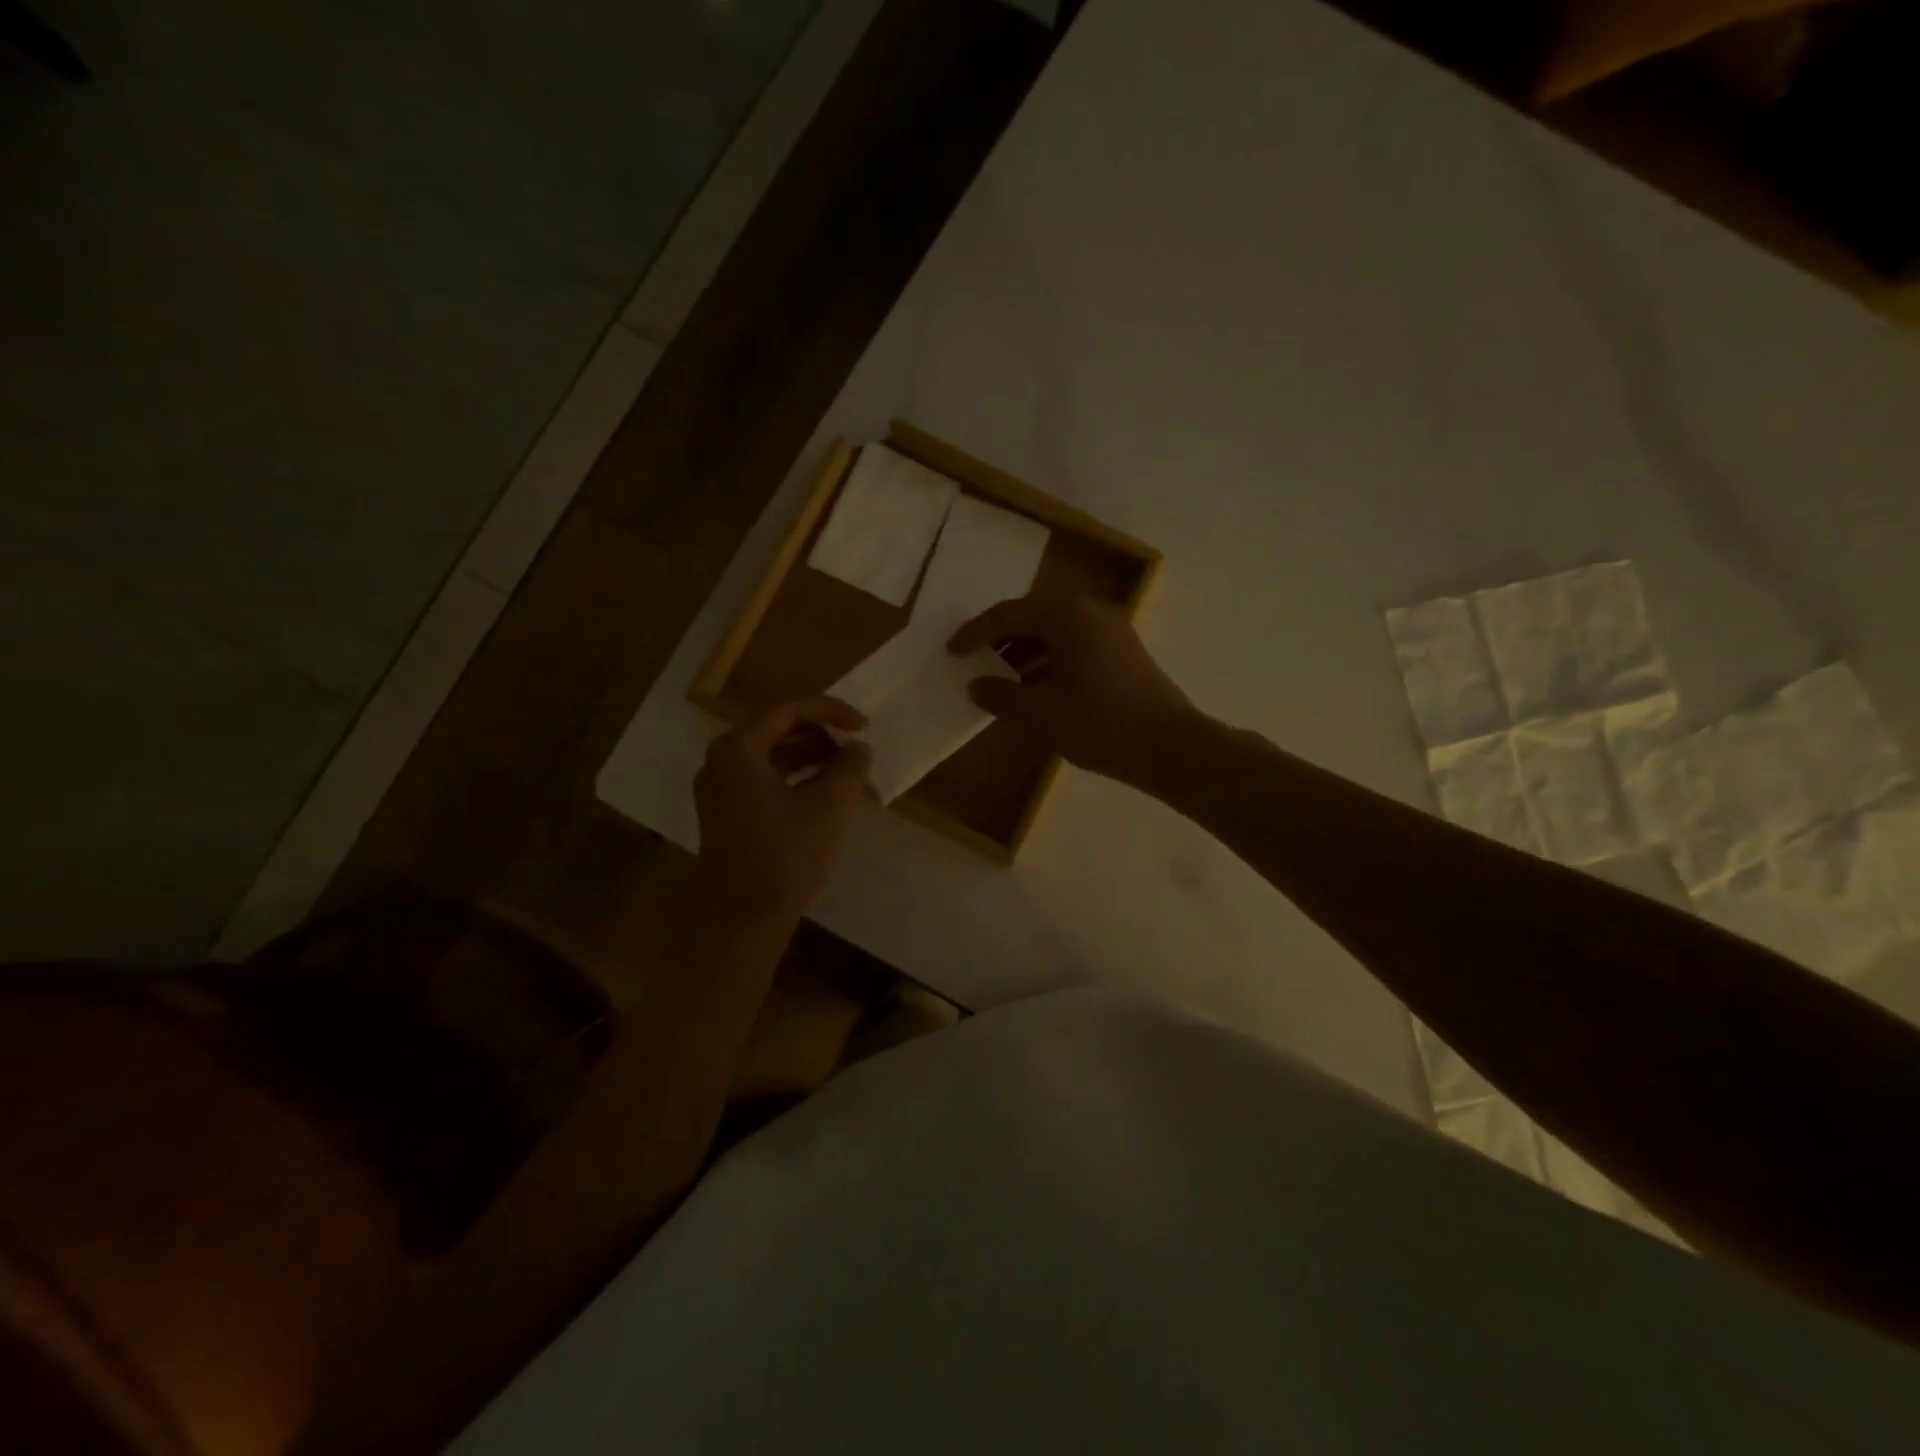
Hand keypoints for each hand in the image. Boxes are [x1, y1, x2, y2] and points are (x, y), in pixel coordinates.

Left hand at [694, 698, 873, 916]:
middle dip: (822, 735)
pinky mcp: (727, 814)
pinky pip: (765, 780)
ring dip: (812, 758)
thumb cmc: (785, 856)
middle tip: (856, 748)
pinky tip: (827, 794)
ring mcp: (720, 790)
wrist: (741, 920)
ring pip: (772, 757)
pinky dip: (797, 779)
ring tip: (850, 772)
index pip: (788, 710)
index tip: (863, 725)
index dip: (830, 711)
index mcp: (738, 749)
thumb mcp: (829, 806)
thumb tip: (859, 748)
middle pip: (777, 729)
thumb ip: (849, 767)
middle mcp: (722, 762)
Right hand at [947, 595, 1197, 787]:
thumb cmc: (1098, 723)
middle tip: (976, 660)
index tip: (952, 652)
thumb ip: (1001, 695)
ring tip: (1002, 678)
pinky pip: (1075, 645)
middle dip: (1001, 639)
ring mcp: (1111, 630)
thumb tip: (977, 686)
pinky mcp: (1124, 652)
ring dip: (1026, 651)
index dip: (975, 634)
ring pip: (1056, 631)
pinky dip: (1050, 660)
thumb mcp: (1040, 713)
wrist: (1168, 746)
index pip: (1008, 615)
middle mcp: (1090, 612)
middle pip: (1033, 616)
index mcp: (1066, 616)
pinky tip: (1037, 688)